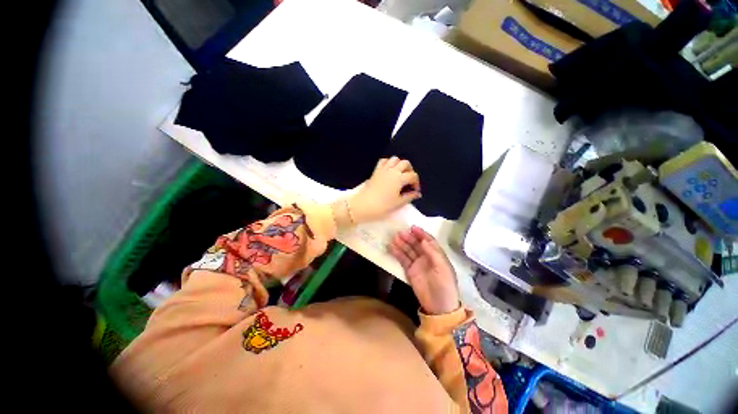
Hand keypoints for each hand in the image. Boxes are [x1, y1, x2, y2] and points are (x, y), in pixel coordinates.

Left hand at [348, 157, 421, 223]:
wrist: (364, 205)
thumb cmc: (382, 206)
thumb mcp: (398, 203)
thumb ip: (409, 196)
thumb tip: (417, 194)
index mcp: (399, 178)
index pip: (413, 176)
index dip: (416, 183)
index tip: (414, 191)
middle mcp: (392, 170)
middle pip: (405, 163)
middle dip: (410, 171)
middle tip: (408, 181)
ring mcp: (383, 169)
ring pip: (395, 159)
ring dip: (400, 165)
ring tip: (400, 175)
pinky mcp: (376, 171)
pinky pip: (384, 161)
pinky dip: (389, 163)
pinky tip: (389, 171)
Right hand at [388, 225, 459, 314]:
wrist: (439, 307)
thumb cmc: (444, 285)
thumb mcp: (443, 268)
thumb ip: (433, 253)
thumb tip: (423, 240)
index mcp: (437, 255)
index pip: (428, 241)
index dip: (421, 233)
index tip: (412, 227)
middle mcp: (426, 257)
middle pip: (417, 244)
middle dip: (409, 238)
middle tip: (400, 233)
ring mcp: (417, 264)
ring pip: (409, 250)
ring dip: (402, 244)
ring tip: (394, 238)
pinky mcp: (410, 271)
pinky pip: (403, 260)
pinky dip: (398, 253)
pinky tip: (392, 248)